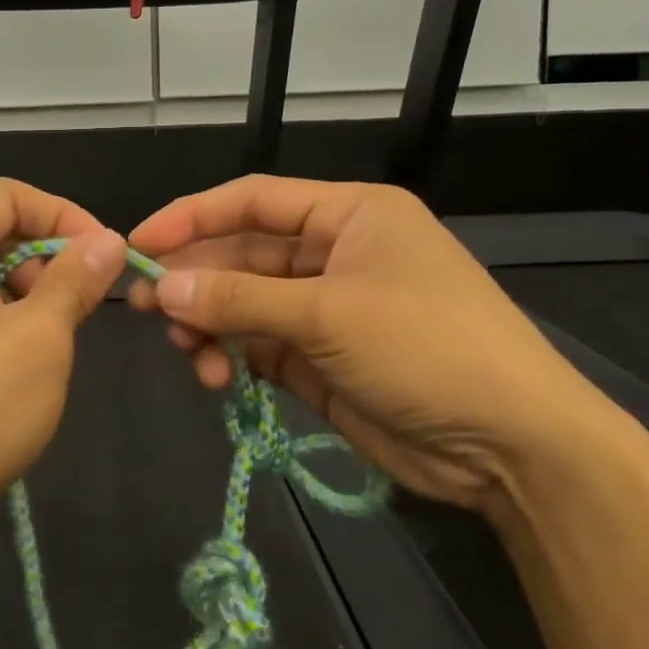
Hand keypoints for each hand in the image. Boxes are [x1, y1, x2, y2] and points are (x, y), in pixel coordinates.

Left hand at [0, 179, 125, 560]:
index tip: (108, 257)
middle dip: (50, 259)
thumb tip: (108, 238)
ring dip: (32, 298)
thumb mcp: (39, 339)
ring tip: (57, 343)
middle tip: (85, 307)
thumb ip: (75, 279)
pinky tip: (25, 369)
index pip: (10, 195)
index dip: (66, 216)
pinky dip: (6, 326)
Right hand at [128, 176, 646, 511]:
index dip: (191, 217)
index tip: (138, 242)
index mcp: (348, 216)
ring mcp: (326, 309)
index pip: (253, 201)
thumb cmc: (426, 349)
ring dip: (209, 323)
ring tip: (184, 349)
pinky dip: (231, 356)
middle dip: (194, 279)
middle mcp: (334, 254)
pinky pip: (258, 345)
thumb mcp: (328, 315)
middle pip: (243, 254)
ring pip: (244, 303)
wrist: (510, 447)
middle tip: (141, 305)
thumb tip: (161, 286)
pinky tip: (214, 374)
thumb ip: (239, 298)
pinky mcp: (319, 359)